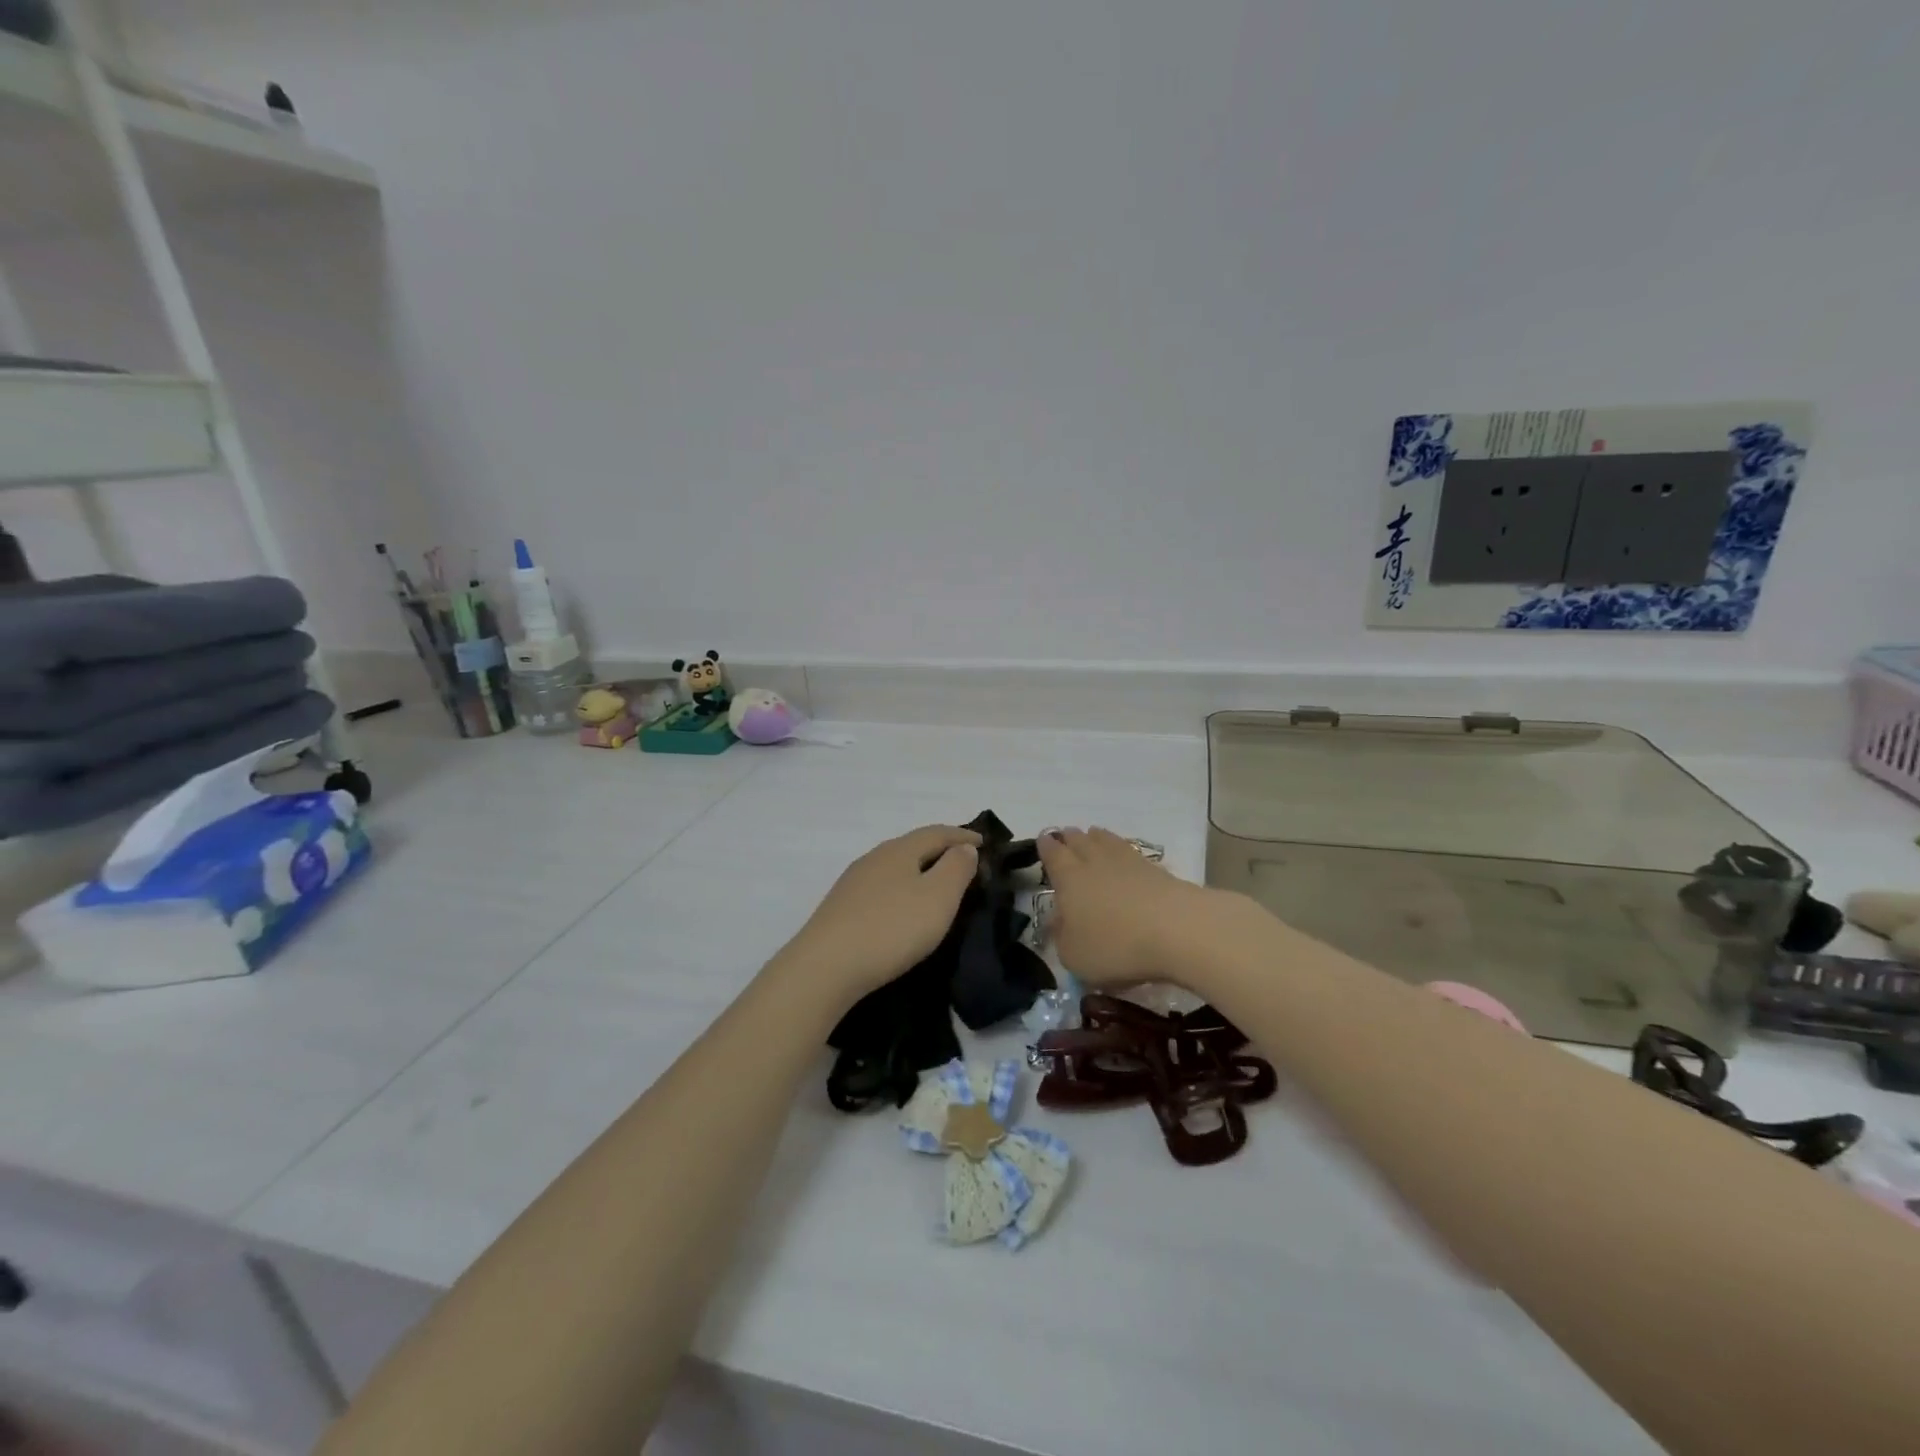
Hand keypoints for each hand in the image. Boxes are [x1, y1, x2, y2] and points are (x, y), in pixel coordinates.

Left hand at [781, 825, 981, 1005]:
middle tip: (964, 863)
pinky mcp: (841, 908)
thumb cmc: (891, 928)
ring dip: (919, 870)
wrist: (825, 967)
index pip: (937, 832)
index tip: (984, 844)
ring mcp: (854, 883)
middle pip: (913, 846)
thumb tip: (964, 848)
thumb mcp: (937, 898)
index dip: (963, 836)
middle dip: (940, 851)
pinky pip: (881, 888)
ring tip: (937, 886)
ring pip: (895, 867)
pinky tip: (902, 907)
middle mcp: (874, 858)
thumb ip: (956, 869)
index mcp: (900, 850)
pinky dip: (901, 889)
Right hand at [1037, 826, 1213, 987]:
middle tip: (1066, 835)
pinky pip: (1133, 854)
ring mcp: (1129, 863)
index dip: (1046, 847)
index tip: (1043, 839)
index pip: (1053, 855)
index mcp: (1069, 878)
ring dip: (1097, 838)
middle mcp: (1095, 862)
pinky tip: (1126, 858)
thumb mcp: (1074, 956)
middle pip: (1080, 842)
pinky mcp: (1158, 871)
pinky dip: (1124, 853)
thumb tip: (1058, 922)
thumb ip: (1062, 938)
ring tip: (1093, 835)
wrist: (1177, 930)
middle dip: (1070, 838)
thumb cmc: (1115, 945)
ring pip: (1107, 842)